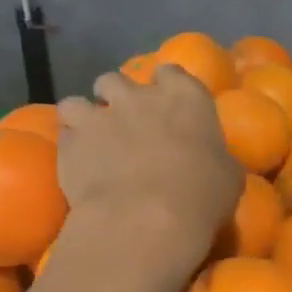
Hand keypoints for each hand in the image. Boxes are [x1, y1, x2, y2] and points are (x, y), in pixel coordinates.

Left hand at [55, 69, 242, 272]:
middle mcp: (140, 96)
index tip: (169, 105)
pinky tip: (78, 162)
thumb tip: (212, 160)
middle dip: (117, 97)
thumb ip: (215, 157)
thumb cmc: (203, 194)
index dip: (167, 87)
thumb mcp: (228, 175)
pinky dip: (70, 144)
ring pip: (78, 101)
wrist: (147, 218)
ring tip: (92, 138)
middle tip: (126, 122)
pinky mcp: (69, 143)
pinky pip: (63, 133)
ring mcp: (100, 116)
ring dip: (85, 116)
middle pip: (117, 80)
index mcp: (186, 97)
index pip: (172, 72)